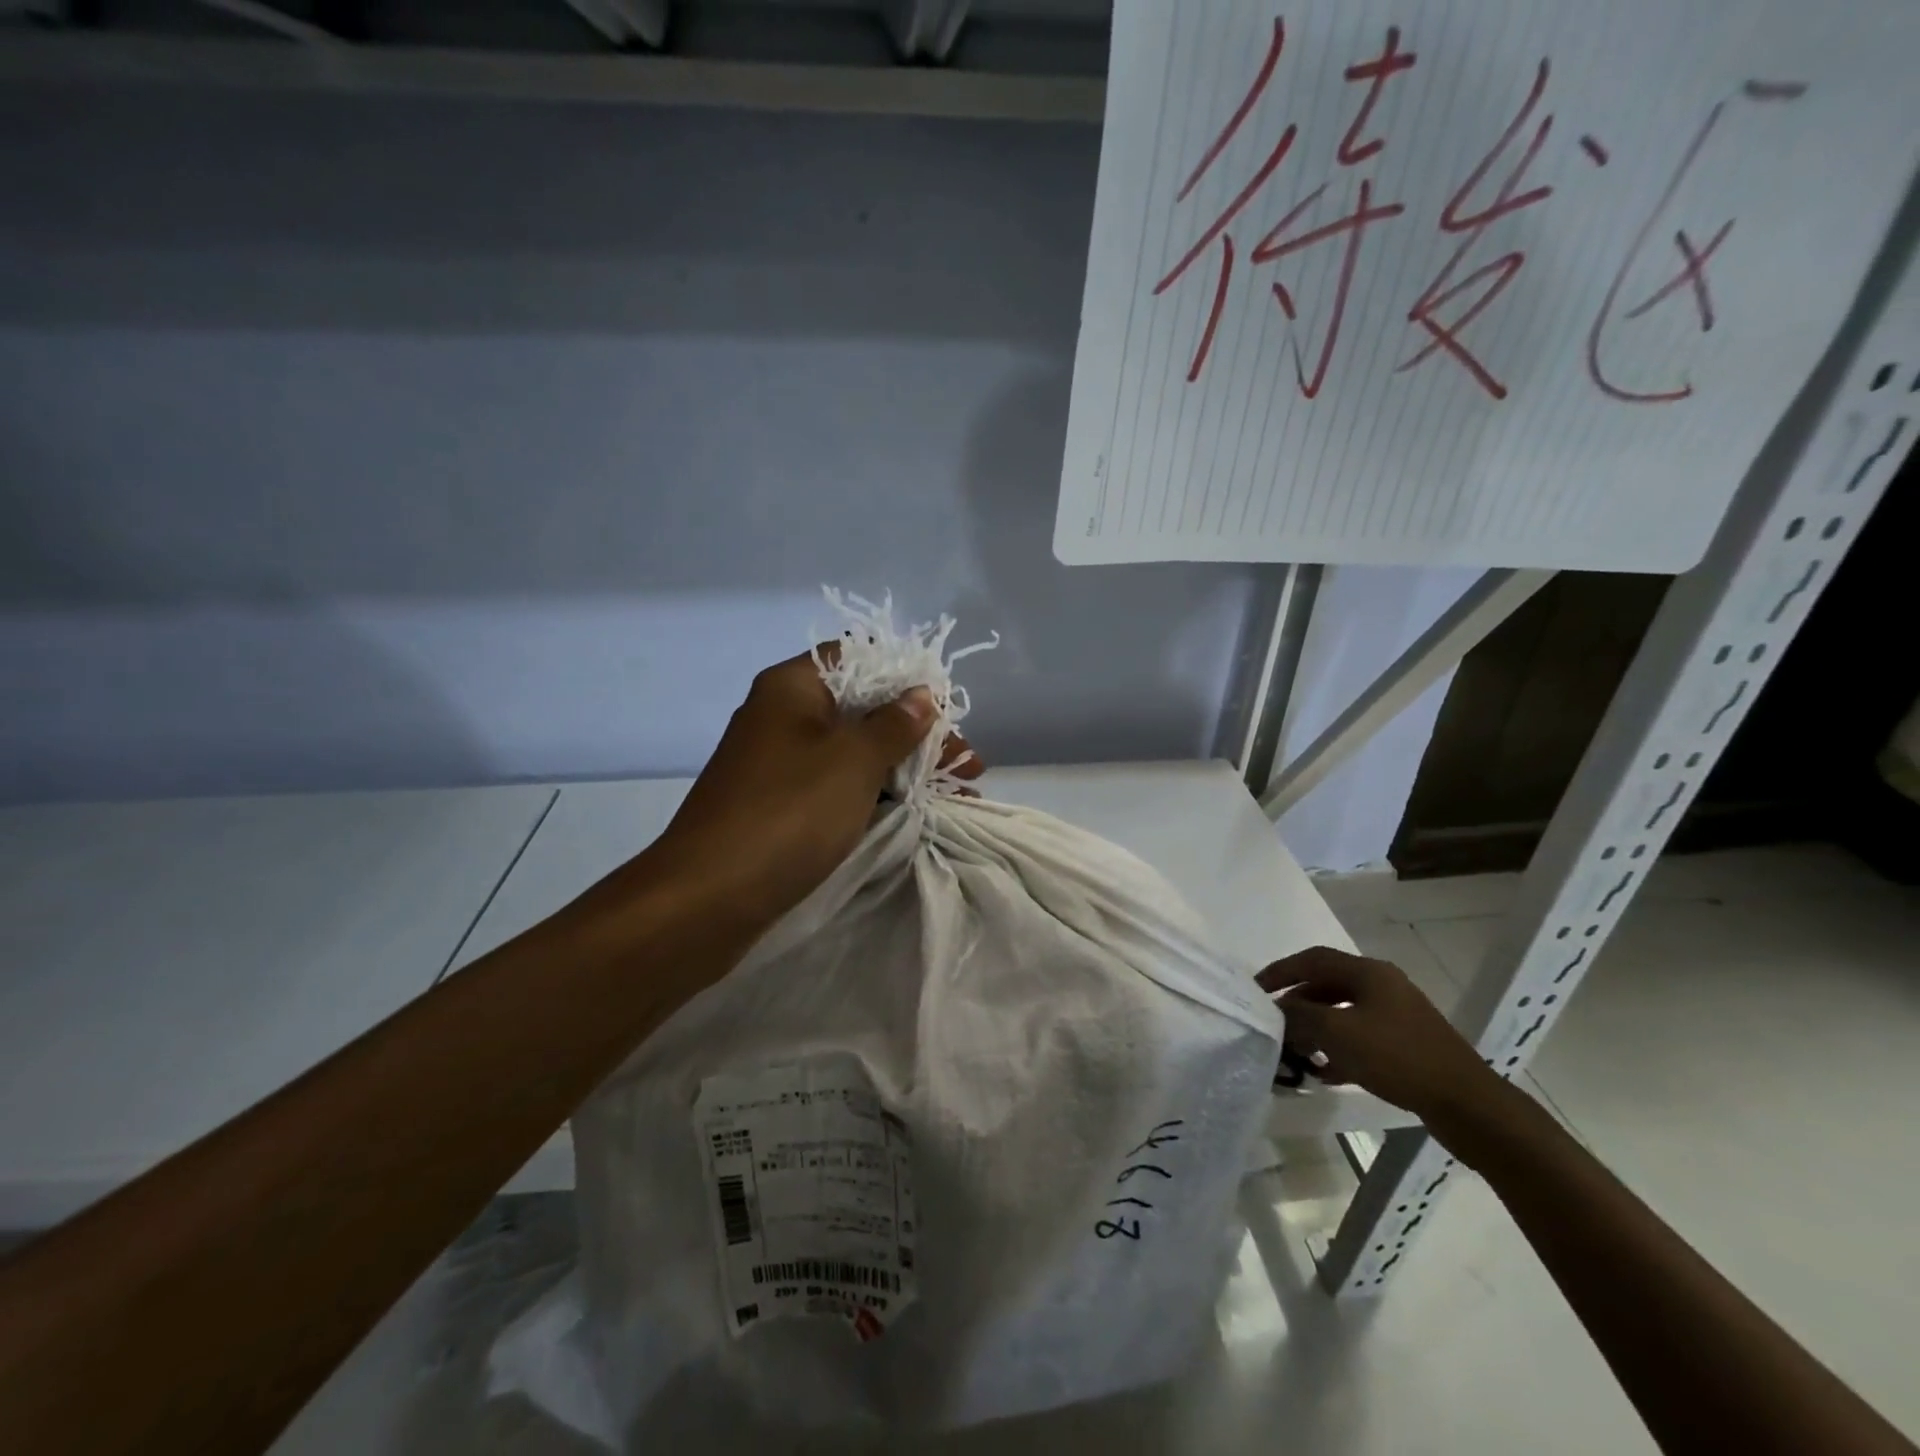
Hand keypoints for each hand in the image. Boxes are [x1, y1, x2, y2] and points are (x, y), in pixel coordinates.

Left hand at [649, 648, 979, 927]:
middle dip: (919, 736)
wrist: (706, 900)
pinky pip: (838, 788)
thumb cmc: (787, 814)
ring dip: (906, 770)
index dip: (907, 679)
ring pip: (855, 754)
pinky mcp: (781, 806)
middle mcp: (783, 716)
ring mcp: (780, 764)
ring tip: (960, 794)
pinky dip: (878, 796)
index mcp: (792, 687)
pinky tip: (917, 814)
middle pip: (863, 709)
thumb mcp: (854, 761)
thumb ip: (895, 725)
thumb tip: (922, 695)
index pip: (859, 658)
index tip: (947, 710)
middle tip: (968, 766)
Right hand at [1256, 946, 1504, 1125]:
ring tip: (1295, 1050)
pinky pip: (1360, 1038)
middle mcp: (1383, 987)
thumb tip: (1276, 1010)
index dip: (1281, 971)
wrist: (1468, 1106)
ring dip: (1316, 1029)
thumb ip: (1300, 1017)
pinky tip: (1324, 1072)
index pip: (1312, 960)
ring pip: (1343, 1014)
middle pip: (1327, 986)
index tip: (1255, 990)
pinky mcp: (1406, 1046)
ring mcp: (1398, 1016)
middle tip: (1273, 1022)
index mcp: (1369, 973)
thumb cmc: (1398, 1058)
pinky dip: (1338, 1049)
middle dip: (1297, 1003)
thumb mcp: (1339, 1033)